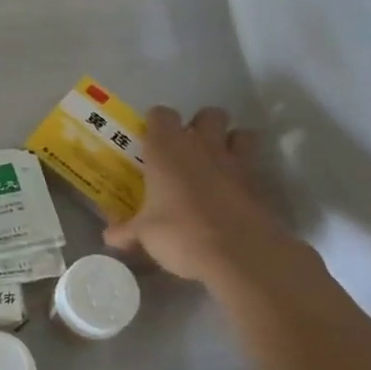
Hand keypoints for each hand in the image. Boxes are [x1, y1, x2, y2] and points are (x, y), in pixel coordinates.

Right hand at [103, 106, 303, 285]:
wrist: (239, 255)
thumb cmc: (180, 232)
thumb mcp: (144, 234)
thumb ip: (126, 231)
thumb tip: (109, 237)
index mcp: (167, 148)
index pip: (161, 114)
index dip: (156, 123)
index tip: (150, 140)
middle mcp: (202, 146)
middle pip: (209, 114)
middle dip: (201, 126)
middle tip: (188, 150)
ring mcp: (236, 163)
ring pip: (241, 134)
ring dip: (231, 143)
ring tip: (218, 164)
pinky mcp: (261, 185)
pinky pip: (255, 169)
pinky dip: (247, 176)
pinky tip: (235, 195)